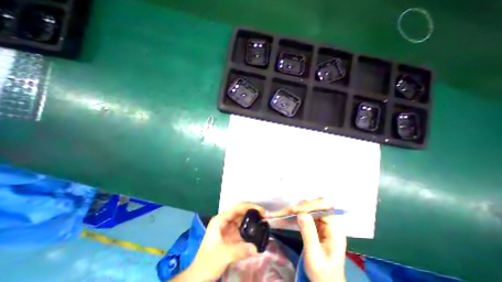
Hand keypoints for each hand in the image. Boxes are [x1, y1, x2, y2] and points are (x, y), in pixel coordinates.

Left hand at [180, 203, 265, 281]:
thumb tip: (256, 248)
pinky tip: (257, 228)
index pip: (236, 208)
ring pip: (242, 218)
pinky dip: (250, 227)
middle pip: (240, 211)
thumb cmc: (207, 263)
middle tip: (264, 215)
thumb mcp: (223, 256)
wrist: (199, 276)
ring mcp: (228, 227)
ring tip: (263, 220)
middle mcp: (224, 220)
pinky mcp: (231, 235)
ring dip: (252, 218)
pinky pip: (242, 227)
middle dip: (252, 211)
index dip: (249, 207)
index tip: (260, 210)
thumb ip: (239, 250)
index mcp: (220, 220)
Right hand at [270, 199, 345, 281]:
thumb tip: (301, 213)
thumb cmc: (322, 274)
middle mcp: (330, 223)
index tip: (294, 210)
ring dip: (296, 209)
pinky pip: (306, 214)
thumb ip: (309, 234)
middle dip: (300, 206)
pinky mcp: (317, 225)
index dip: (309, 206)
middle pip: (316, 205)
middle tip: (286, 211)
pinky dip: (296, 214)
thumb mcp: (314, 256)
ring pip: (309, 208)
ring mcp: (323, 223)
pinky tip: (287, 215)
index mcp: (335, 229)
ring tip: (283, 212)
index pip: (324, 207)